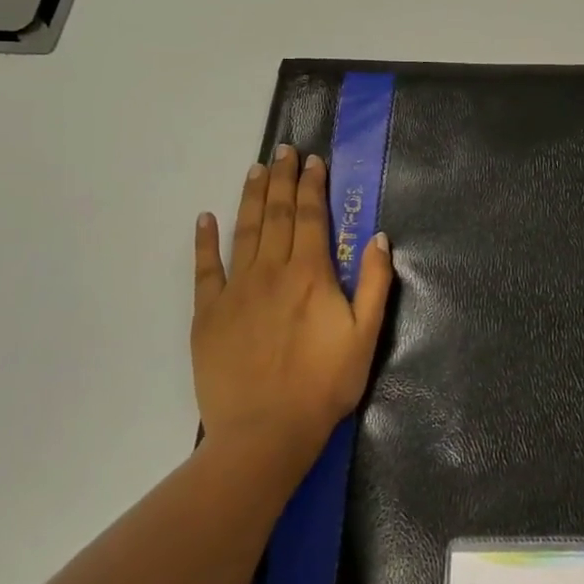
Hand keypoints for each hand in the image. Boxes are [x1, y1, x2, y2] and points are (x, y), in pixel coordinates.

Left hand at [191, 145, 394, 469]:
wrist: (265, 433)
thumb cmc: (324, 385)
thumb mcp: (366, 335)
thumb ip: (373, 283)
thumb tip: (378, 238)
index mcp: (310, 275)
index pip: (310, 217)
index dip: (312, 186)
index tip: (313, 160)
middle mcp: (271, 271)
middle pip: (277, 215)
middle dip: (283, 179)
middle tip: (284, 150)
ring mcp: (236, 291)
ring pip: (244, 231)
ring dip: (252, 197)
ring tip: (256, 169)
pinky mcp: (208, 314)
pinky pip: (205, 269)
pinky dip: (205, 241)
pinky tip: (206, 218)